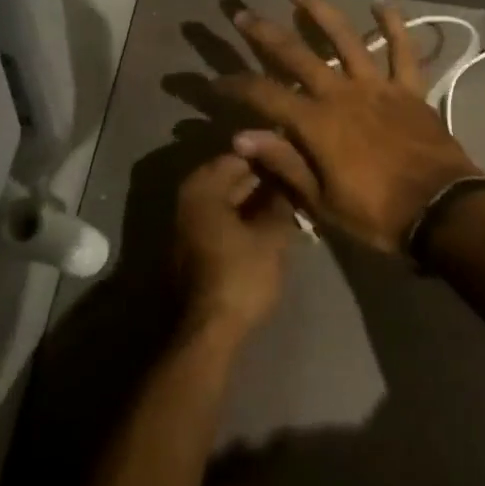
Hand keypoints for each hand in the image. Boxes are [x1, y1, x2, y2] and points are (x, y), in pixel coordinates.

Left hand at [175, 153, 294, 341]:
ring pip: (227, 199)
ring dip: (254, 198)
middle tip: (295, 177)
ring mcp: (189, 226)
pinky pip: (223, 218)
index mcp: (203, 190)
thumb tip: (289, 183)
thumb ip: (281, 203)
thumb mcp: (272, 236)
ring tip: (288, 199)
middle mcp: (190, 201)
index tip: (293, 157)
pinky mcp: (196, 248)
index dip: (267, 155)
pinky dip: (244, 215)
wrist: (210, 330)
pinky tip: (270, 221)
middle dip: (261, 177)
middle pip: (229, 177)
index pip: (238, 156)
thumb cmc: (240, 275)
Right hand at [218, 0, 484, 253]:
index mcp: (317, 124)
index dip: (236, 85)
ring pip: (345, 38)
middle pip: (296, 55)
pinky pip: (403, 49)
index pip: (265, 96)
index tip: (215, 80)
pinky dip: (394, 24)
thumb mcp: (323, 202)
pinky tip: (382, 1)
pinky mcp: (409, 88)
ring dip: (319, 10)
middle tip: (241, 13)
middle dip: (263, 33)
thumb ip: (284, 163)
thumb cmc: (378, 214)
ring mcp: (378, 86)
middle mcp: (342, 94)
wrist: (441, 212)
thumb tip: (242, 136)